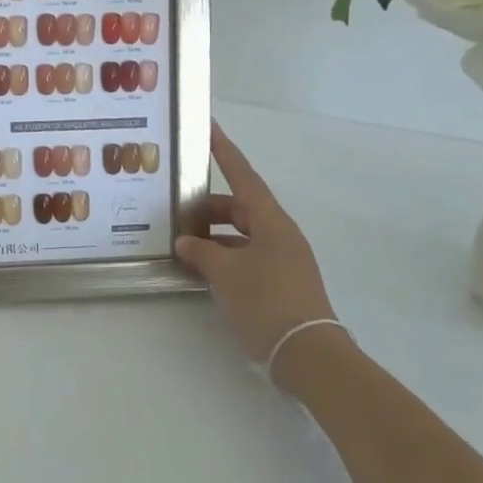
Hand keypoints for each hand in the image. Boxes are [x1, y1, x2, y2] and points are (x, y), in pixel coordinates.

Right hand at [175, 123, 336, 365]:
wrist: (308, 354)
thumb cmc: (267, 302)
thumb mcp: (225, 273)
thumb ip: (202, 252)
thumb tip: (186, 242)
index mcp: (271, 221)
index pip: (242, 176)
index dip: (224, 151)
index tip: (208, 127)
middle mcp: (279, 233)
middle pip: (239, 207)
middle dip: (207, 207)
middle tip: (175, 209)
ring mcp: (282, 258)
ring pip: (241, 233)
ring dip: (213, 235)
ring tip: (182, 243)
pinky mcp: (279, 281)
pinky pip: (245, 255)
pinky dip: (223, 256)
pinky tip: (201, 269)